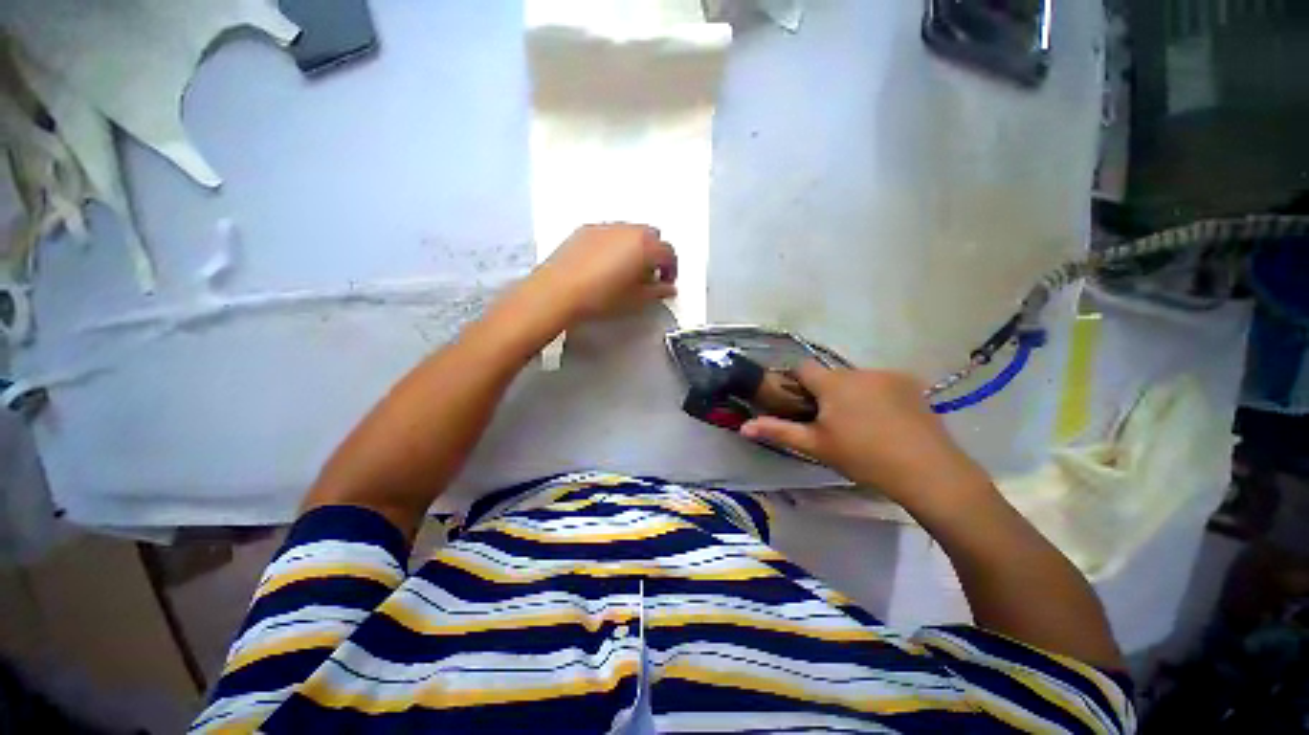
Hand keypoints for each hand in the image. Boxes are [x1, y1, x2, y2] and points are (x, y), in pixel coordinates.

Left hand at [528, 223, 677, 323]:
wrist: (558, 291)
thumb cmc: (602, 297)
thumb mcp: (635, 300)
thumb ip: (657, 291)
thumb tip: (669, 288)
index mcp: (645, 246)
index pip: (669, 252)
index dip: (671, 268)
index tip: (666, 282)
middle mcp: (628, 230)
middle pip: (652, 236)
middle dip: (654, 253)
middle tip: (648, 274)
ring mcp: (606, 226)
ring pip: (630, 232)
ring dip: (635, 247)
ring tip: (625, 269)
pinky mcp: (586, 229)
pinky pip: (609, 232)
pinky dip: (615, 244)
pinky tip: (604, 263)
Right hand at [740, 363, 991, 510]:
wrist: (928, 471)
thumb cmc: (863, 457)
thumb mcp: (816, 446)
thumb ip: (778, 431)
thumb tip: (744, 426)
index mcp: (833, 383)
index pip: (802, 367)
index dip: (796, 381)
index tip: (800, 403)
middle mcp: (859, 371)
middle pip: (831, 375)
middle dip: (825, 392)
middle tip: (831, 423)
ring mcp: (888, 375)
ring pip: (856, 379)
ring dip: (851, 394)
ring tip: (862, 425)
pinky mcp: (911, 383)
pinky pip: (882, 383)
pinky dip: (876, 395)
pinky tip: (887, 421)